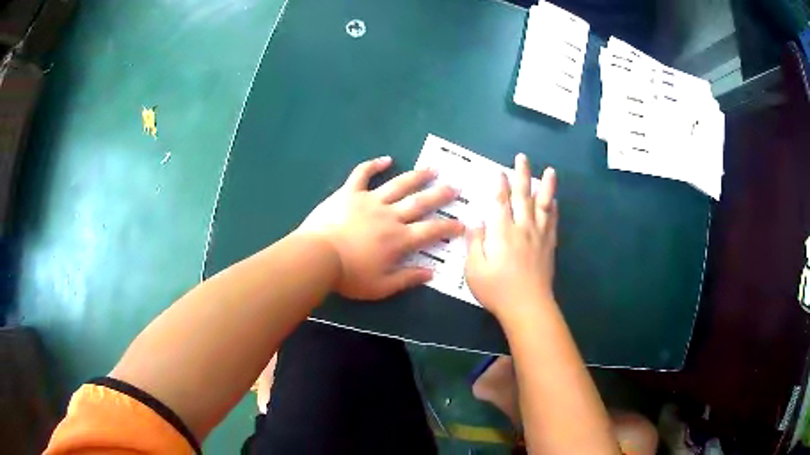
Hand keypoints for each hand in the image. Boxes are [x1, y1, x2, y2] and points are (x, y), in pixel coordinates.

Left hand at [298, 156, 464, 299]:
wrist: (317, 257)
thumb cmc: (349, 275)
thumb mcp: (381, 286)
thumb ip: (407, 279)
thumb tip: (431, 273)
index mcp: (399, 239)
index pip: (431, 231)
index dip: (449, 227)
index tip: (462, 223)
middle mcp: (390, 216)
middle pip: (420, 202)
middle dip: (440, 195)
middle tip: (455, 187)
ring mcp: (370, 201)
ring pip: (398, 184)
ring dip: (417, 176)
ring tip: (432, 169)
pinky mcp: (350, 193)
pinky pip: (363, 174)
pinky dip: (373, 165)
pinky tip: (385, 159)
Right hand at [465, 154, 557, 320]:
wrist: (527, 306)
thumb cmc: (496, 290)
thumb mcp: (474, 269)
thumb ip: (474, 243)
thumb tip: (475, 221)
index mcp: (502, 232)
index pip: (500, 202)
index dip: (499, 184)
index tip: (499, 170)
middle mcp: (522, 228)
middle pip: (523, 196)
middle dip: (522, 175)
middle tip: (522, 158)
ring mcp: (539, 236)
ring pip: (543, 205)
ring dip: (546, 186)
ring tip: (550, 171)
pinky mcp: (549, 246)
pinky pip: (552, 222)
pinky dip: (554, 209)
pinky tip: (555, 201)